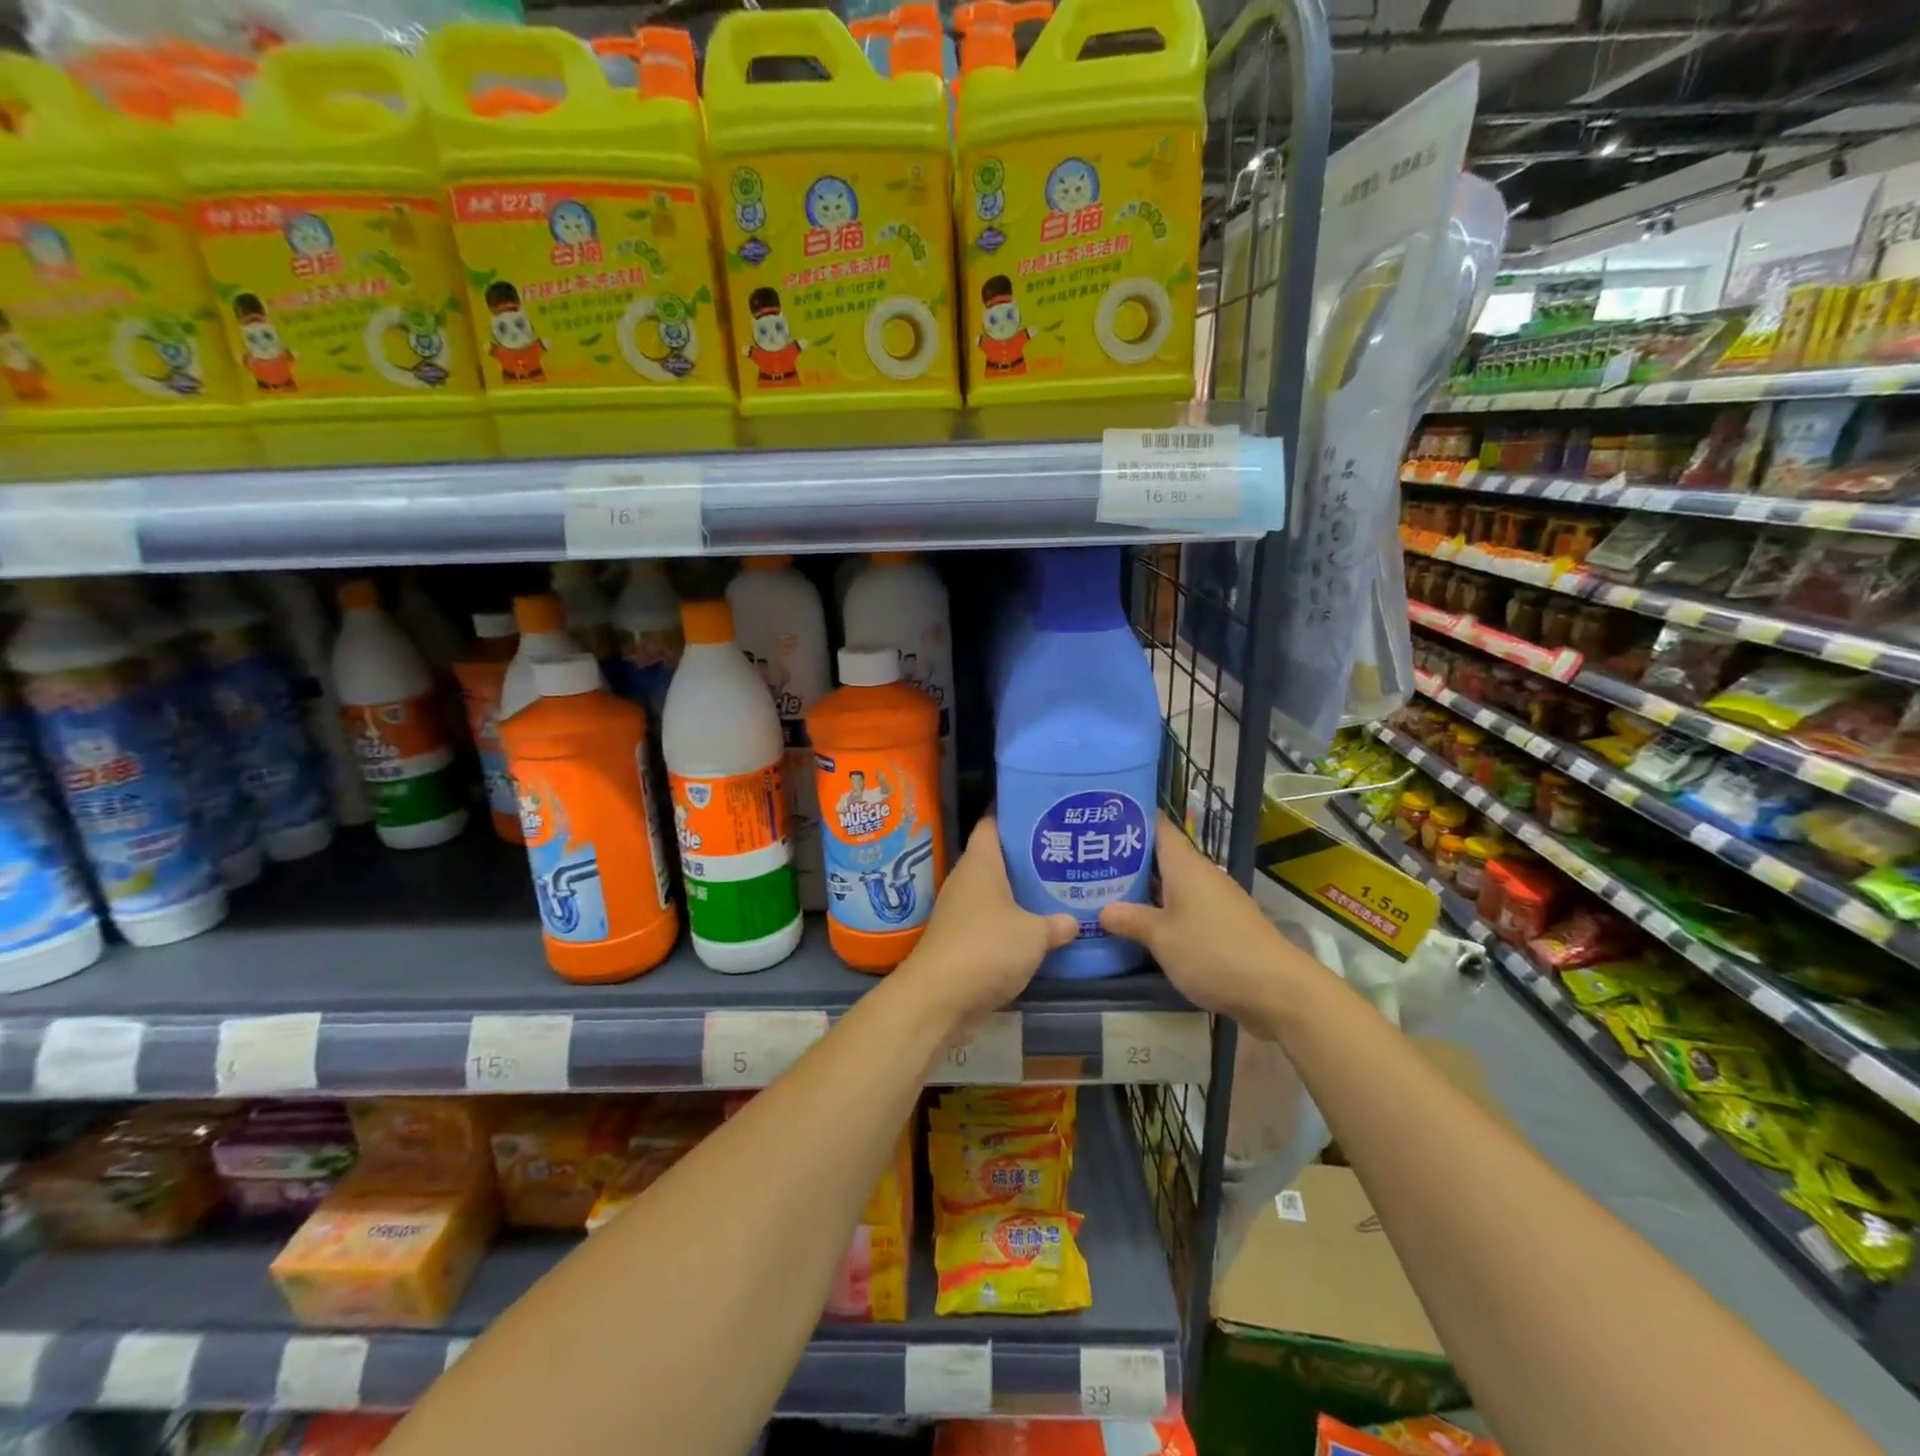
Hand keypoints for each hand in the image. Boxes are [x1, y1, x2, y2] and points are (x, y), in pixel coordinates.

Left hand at [900, 816, 1076, 1025]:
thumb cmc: (986, 948)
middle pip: (997, 857)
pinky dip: (1011, 922)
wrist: (938, 998)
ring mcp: (959, 911)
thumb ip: (1055, 924)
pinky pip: (990, 921)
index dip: (1013, 811)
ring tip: (1057, 888)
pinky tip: (1037, 928)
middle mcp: (966, 880)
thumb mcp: (1033, 934)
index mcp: (980, 863)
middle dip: (1026, 855)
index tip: (1042, 807)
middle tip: (1063, 851)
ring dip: (1020, 892)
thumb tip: (1073, 921)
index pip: (992, 823)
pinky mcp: (960, 940)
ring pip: (995, 891)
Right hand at [1100, 814, 1313, 1029]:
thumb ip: (1131, 920)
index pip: (1157, 826)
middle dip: (1128, 858)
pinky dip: (1163, 912)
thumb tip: (1103, 910)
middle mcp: (1202, 875)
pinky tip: (1141, 925)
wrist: (1278, 990)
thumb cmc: (1213, 952)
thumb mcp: (1162, 938)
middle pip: (1162, 857)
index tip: (1100, 816)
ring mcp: (1216, 901)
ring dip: (1144, 889)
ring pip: (1173, 885)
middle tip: (1089, 860)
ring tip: (1105, 892)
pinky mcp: (1224, 926)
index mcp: (1186, 865)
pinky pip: (1186, 909)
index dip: (1131, 817)